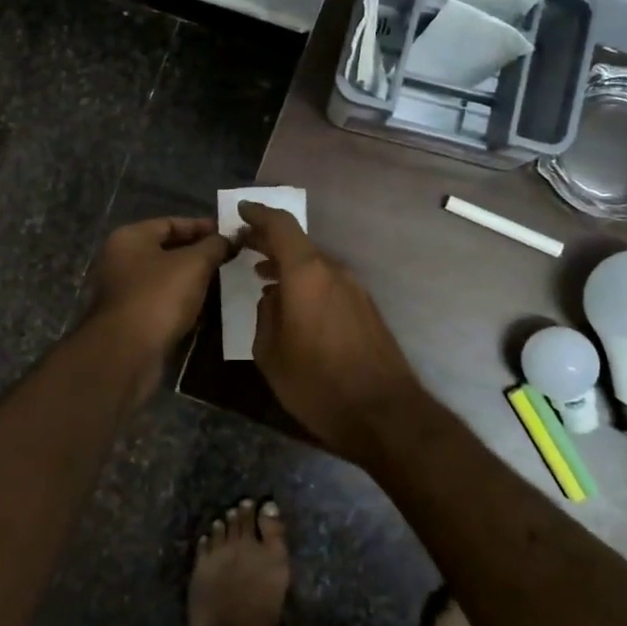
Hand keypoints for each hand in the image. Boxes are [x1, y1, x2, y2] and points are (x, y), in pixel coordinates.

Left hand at [88, 216, 231, 357]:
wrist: (127, 353)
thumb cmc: (159, 297)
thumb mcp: (194, 264)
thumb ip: (214, 246)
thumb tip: (231, 237)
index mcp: (130, 238)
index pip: (171, 223)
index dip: (202, 227)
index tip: (230, 235)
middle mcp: (121, 260)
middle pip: (167, 250)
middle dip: (199, 253)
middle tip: (231, 258)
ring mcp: (123, 291)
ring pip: (165, 278)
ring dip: (192, 280)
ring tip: (224, 281)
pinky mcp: (130, 318)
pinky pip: (161, 302)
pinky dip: (182, 301)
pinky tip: (205, 307)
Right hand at [238, 201, 424, 464]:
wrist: (385, 414)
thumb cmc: (318, 383)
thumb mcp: (271, 353)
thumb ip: (265, 316)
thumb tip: (272, 299)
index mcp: (307, 274)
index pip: (281, 226)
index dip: (259, 214)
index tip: (241, 211)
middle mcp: (334, 272)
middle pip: (298, 244)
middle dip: (269, 241)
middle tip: (244, 244)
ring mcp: (355, 289)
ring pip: (315, 265)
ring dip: (288, 264)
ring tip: (262, 274)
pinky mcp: (366, 309)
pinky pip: (328, 283)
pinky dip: (306, 283)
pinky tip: (293, 303)